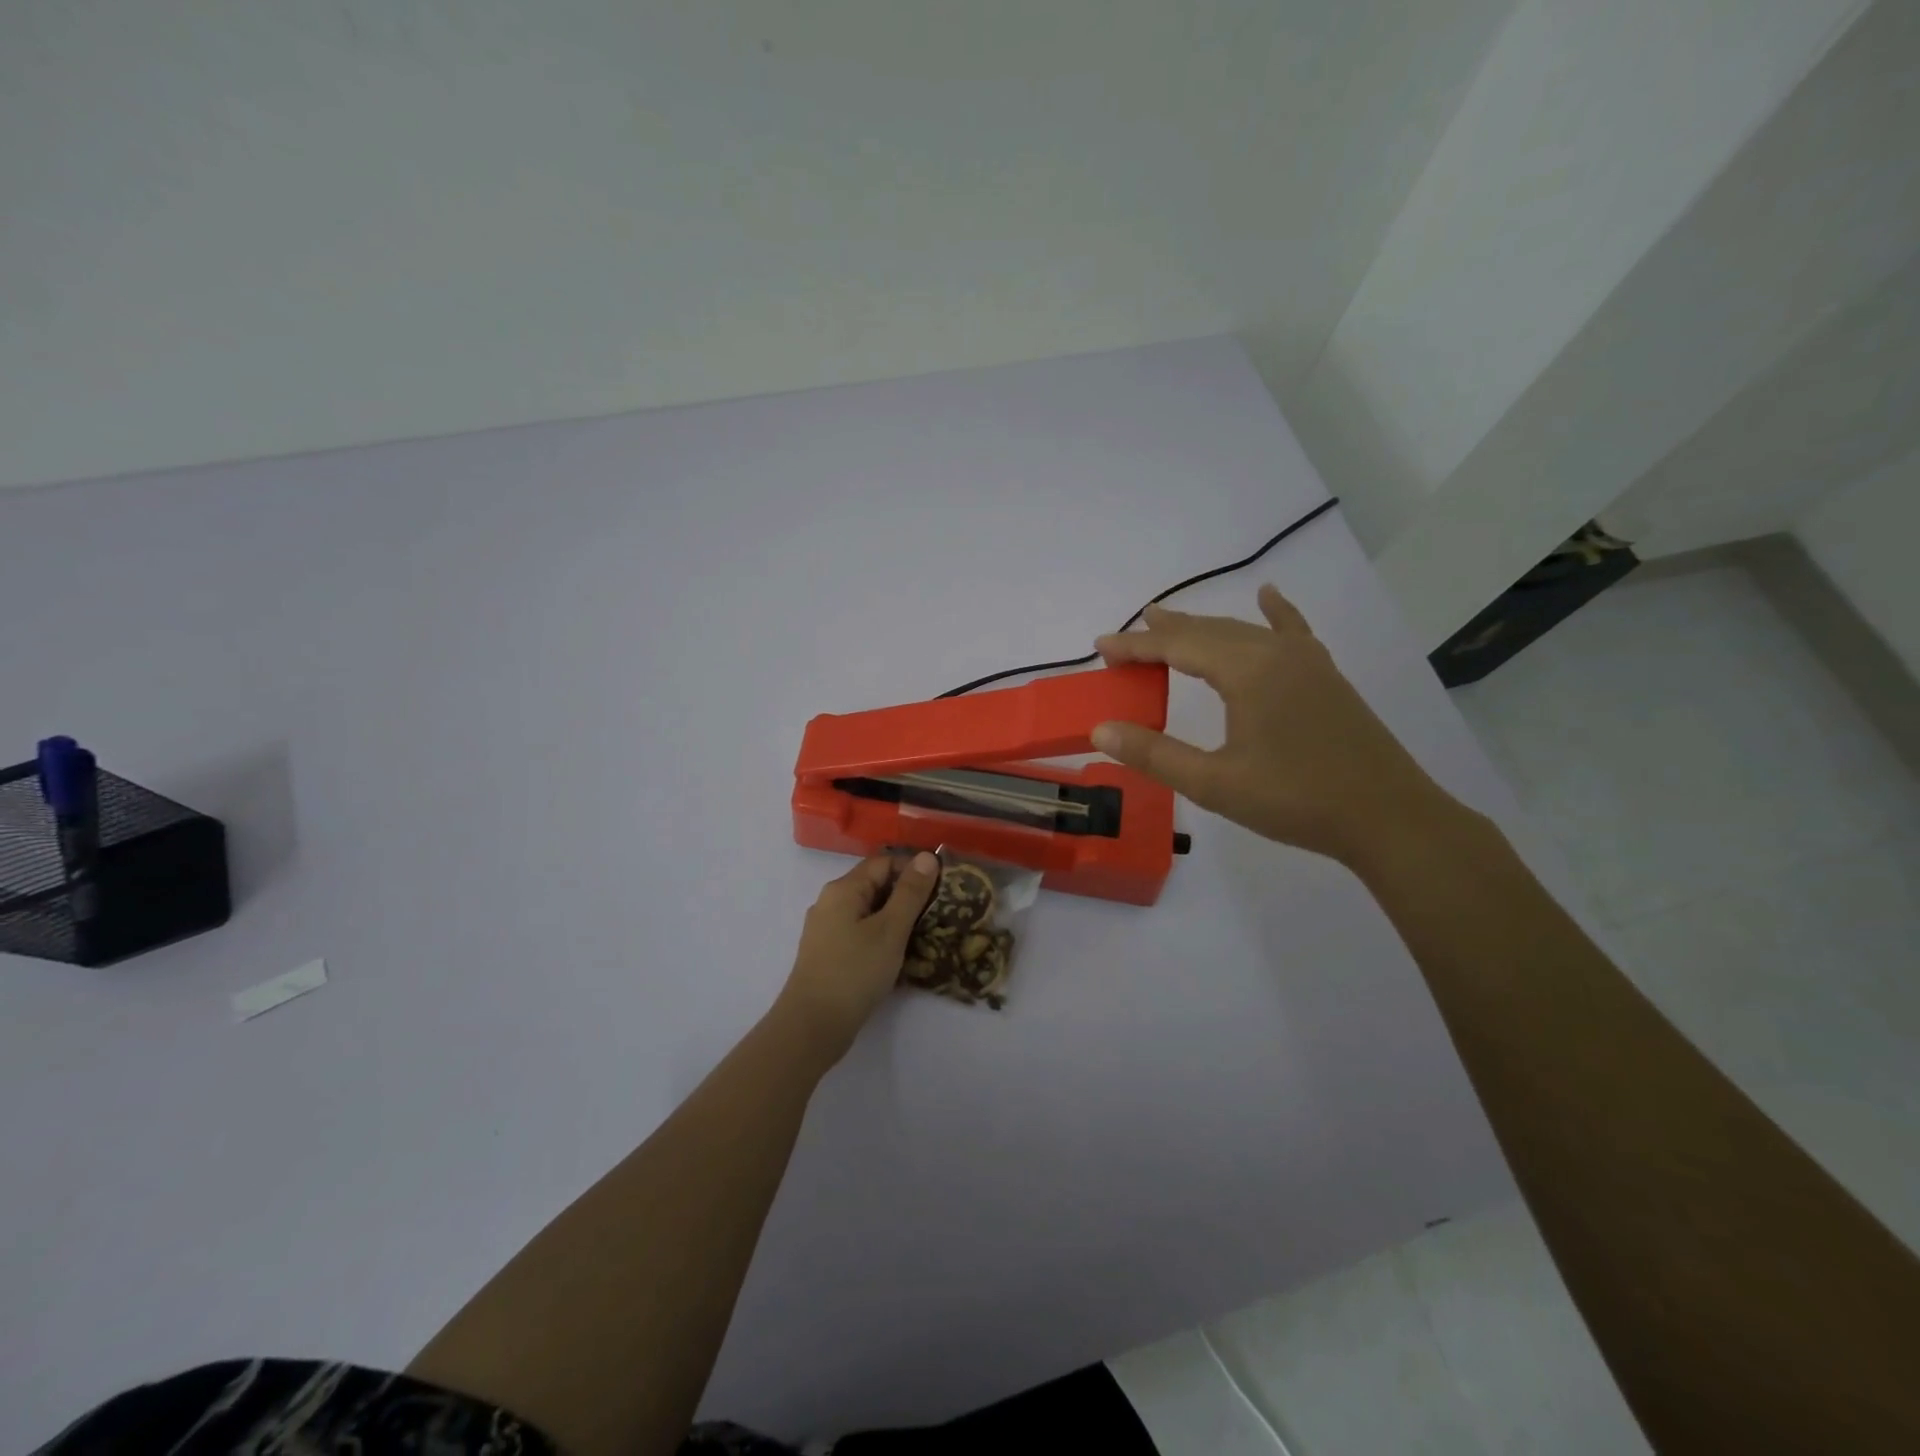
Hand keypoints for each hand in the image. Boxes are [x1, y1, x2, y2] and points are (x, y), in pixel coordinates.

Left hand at [775, 852, 941, 1061]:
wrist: (812, 1026)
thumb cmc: (854, 972)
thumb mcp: (890, 929)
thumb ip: (910, 892)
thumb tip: (927, 856)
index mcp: (843, 889)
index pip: (884, 862)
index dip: (914, 869)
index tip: (942, 888)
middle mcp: (830, 902)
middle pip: (875, 885)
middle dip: (907, 895)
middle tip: (938, 912)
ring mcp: (827, 929)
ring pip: (869, 911)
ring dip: (896, 918)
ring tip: (925, 934)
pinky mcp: (828, 953)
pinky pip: (860, 932)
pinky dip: (881, 937)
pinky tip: (899, 955)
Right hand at [1092, 585, 1458, 866]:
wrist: (1388, 817)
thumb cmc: (1296, 800)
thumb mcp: (1214, 784)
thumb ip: (1154, 754)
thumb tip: (1101, 730)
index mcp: (1247, 671)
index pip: (1177, 646)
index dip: (1135, 646)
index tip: (1100, 647)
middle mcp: (1275, 653)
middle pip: (1208, 631)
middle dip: (1163, 634)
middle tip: (1125, 639)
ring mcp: (1306, 661)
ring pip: (1242, 631)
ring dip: (1202, 628)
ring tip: (1168, 623)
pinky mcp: (1325, 676)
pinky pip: (1291, 632)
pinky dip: (1274, 613)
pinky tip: (1268, 595)